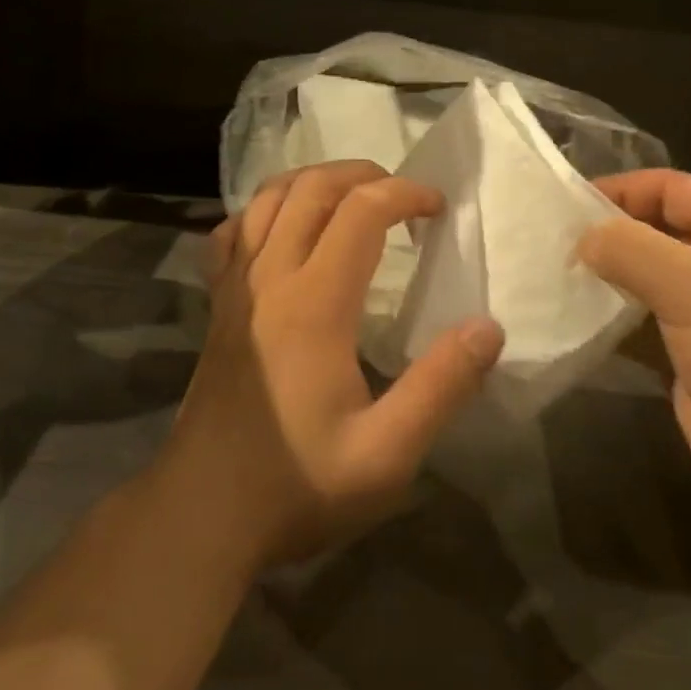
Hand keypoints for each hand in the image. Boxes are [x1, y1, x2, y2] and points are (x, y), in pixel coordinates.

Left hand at [161, 160, 505, 568]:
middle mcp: (271, 277)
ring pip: (269, 198)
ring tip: (351, 197)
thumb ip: (441, 387)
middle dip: (364, 175)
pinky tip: (281, 229)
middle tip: (402, 197)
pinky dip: (262, 212)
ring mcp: (235, 287)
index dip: (405, 194)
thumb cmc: (298, 483)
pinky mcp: (216, 305)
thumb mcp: (386, 453)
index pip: (362, 211)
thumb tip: (488, 327)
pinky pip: (232, 232)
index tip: (437, 209)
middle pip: (313, 188)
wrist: (202, 514)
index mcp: (316, 302)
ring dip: (314, 182)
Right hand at [579, 170, 690, 539]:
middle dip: (604, 234)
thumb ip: (629, 249)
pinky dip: (611, 317)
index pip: (667, 187)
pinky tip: (570, 318)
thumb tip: (582, 238)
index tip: (559, 206)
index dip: (615, 190)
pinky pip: (644, 320)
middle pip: (653, 228)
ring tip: (547, 276)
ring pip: (646, 276)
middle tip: (544, 243)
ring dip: (604, 277)